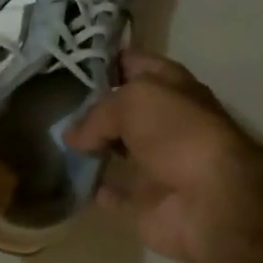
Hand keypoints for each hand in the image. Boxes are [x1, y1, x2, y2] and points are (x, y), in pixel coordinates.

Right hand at [62, 50, 262, 262]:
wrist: (210, 201)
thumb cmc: (178, 134)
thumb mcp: (133, 100)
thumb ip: (97, 113)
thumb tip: (73, 137)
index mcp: (172, 87)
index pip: (135, 63)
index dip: (105, 60)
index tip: (67, 63)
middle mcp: (166, 123)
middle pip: (123, 109)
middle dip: (91, 106)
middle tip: (52, 102)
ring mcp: (155, 165)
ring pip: (116, 150)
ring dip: (90, 147)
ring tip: (52, 138)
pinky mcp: (144, 202)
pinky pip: (111, 192)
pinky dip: (92, 188)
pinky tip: (66, 177)